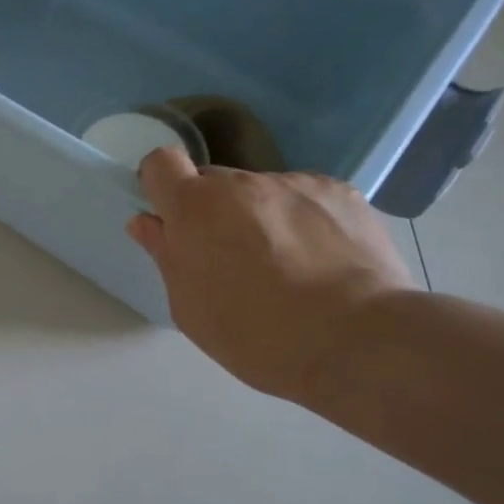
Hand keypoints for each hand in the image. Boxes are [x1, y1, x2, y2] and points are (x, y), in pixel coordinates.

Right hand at [127, 148, 416, 401]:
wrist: (356, 341)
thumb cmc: (254, 334)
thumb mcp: (190, 307)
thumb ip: (166, 255)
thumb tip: (148, 222)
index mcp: (195, 209)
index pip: (161, 162)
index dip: (161, 184)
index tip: (171, 215)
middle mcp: (242, 183)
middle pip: (214, 183)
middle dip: (214, 211)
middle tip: (233, 259)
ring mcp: (295, 183)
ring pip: (262, 193)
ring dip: (262, 217)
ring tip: (290, 267)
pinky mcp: (340, 193)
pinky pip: (306, 198)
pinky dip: (305, 221)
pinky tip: (322, 260)